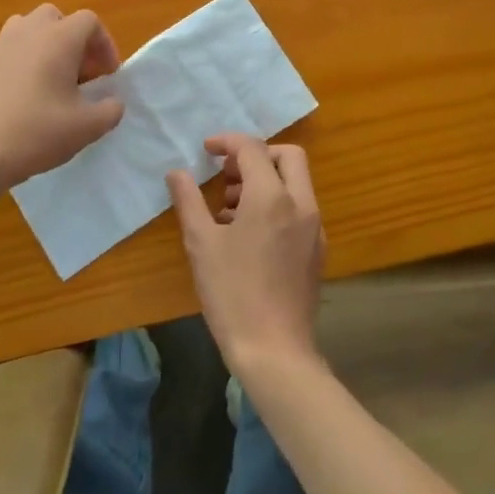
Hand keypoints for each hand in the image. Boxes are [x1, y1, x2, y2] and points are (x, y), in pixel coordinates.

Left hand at [0, 5, 124, 188]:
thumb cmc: (39, 132)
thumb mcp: (89, 127)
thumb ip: (111, 109)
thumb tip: (112, 102)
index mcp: (58, 39)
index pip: (89, 21)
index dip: (104, 45)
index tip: (107, 76)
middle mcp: (29, 32)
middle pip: (57, 18)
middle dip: (74, 40)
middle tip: (81, 72)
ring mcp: (2, 47)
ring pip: (29, 28)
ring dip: (46, 45)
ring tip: (53, 77)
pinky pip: (11, 50)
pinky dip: (25, 61)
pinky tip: (27, 96)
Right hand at [167, 134, 326, 379]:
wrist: (275, 351)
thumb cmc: (232, 293)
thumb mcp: (201, 244)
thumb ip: (189, 201)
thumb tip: (176, 173)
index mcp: (272, 196)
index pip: (253, 148)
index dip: (227, 142)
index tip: (206, 150)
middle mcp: (301, 203)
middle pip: (287, 155)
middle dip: (256, 155)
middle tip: (226, 175)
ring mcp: (315, 227)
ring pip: (296, 182)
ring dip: (266, 180)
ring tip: (229, 209)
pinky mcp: (317, 250)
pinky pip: (299, 208)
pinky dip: (277, 203)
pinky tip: (248, 234)